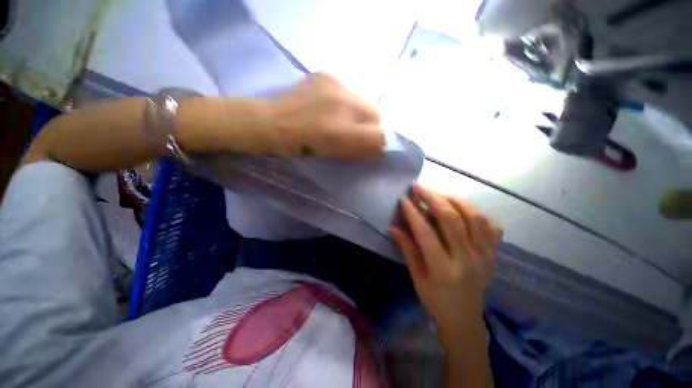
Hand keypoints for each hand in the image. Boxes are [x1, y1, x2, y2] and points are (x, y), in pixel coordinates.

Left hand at [267, 73, 384, 159]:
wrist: (272, 121)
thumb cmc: (300, 147)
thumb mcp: (332, 155)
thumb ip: (359, 152)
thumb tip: (380, 149)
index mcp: (338, 131)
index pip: (379, 134)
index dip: (380, 141)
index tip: (373, 145)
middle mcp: (341, 103)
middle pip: (376, 113)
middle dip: (372, 126)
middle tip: (357, 131)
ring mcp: (334, 84)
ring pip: (364, 100)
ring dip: (360, 113)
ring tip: (342, 118)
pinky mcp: (326, 74)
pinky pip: (349, 91)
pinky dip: (347, 102)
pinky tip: (331, 106)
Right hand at [390, 184, 502, 341]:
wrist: (464, 318)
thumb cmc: (435, 299)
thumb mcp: (416, 276)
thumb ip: (406, 248)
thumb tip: (393, 226)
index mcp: (443, 269)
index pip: (426, 233)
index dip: (413, 213)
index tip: (404, 198)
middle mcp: (467, 259)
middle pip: (452, 219)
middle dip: (433, 198)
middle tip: (418, 187)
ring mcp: (484, 255)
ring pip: (474, 217)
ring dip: (454, 199)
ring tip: (438, 193)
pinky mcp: (493, 254)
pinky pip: (491, 225)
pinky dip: (476, 211)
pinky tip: (462, 208)